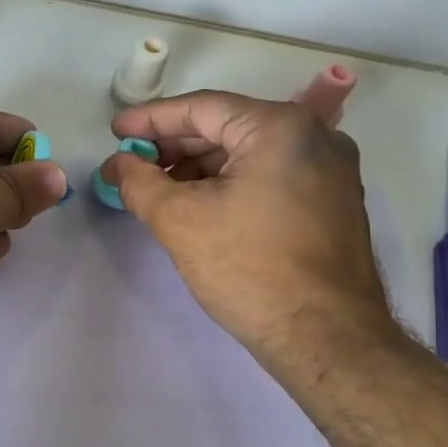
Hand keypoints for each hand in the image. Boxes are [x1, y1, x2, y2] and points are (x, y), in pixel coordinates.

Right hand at [100, 90, 394, 366]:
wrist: (325, 338)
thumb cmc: (249, 268)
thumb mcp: (179, 220)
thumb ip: (139, 182)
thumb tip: (117, 165)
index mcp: (281, 128)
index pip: (202, 108)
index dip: (151, 119)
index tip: (116, 132)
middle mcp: (314, 137)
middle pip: (227, 127)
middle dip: (174, 146)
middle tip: (132, 164)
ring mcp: (330, 170)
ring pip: (248, 154)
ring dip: (199, 168)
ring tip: (158, 190)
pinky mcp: (331, 202)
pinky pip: (269, 176)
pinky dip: (229, 184)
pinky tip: (199, 206)